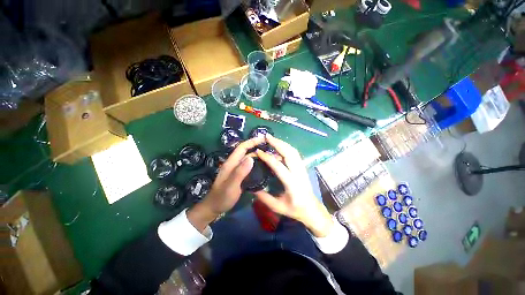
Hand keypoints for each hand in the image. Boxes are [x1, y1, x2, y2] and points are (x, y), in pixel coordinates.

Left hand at [187, 137, 263, 231]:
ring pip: (249, 158)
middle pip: (247, 151)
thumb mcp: (230, 186)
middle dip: (258, 147)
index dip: (252, 141)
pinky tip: (265, 166)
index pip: (242, 147)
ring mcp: (237, 169)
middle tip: (271, 148)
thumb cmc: (222, 197)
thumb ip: (240, 172)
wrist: (214, 207)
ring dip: (259, 155)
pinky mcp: (240, 175)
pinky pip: (250, 166)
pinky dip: (258, 164)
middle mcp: (235, 163)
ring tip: (271, 156)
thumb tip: (251, 158)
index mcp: (231, 163)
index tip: (263, 139)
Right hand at [254, 134, 333, 236]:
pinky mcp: (302, 167)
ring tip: (272, 138)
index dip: (268, 157)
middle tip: (266, 136)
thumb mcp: (278, 207)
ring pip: (293, 151)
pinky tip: (279, 146)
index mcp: (292, 184)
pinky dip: (286, 147)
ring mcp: (302, 168)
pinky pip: (295, 154)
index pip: (279, 166)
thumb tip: (252, 187)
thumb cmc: (295, 210)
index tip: (258, 151)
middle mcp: (298, 173)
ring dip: (282, 143)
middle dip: (277, 143)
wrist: (312, 210)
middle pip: (289, 153)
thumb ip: (264, 198)